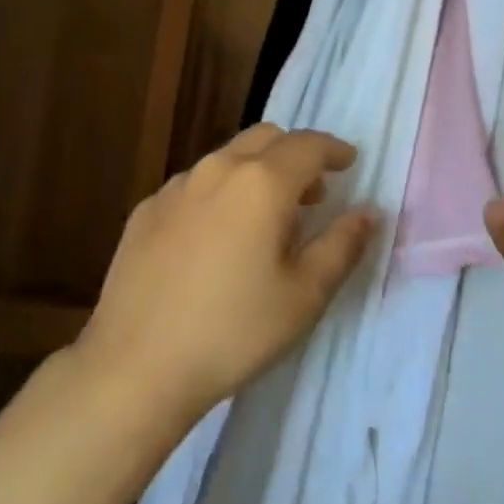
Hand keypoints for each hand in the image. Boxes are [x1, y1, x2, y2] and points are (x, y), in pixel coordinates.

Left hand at [76, 124, 372, 424]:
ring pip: (227, 158)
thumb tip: (367, 212)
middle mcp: (217, 169)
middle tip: (312, 192)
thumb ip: (342, 245)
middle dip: (295, 154)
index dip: (334, 149)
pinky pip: (195, 184)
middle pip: (266, 138)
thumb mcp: (304, 296)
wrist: (135, 365)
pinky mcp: (146, 210)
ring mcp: (176, 187)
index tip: (349, 161)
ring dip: (256, 171)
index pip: (308, 145)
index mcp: (262, 182)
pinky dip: (220, 193)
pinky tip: (216, 237)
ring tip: (265, 216)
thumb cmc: (233, 330)